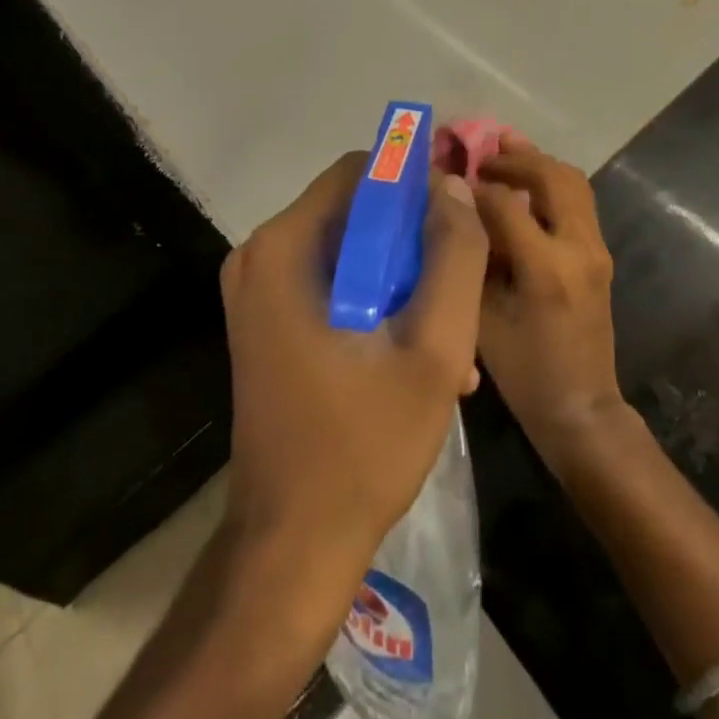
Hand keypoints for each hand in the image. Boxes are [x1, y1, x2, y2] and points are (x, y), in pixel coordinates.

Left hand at [219, 153, 489, 578]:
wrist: (292, 548)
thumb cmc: (363, 445)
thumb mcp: (434, 348)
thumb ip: (455, 256)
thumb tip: (454, 186)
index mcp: (284, 248)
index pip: (360, 171)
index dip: (415, 184)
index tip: (458, 220)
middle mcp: (260, 256)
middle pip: (355, 209)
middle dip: (414, 240)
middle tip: (459, 286)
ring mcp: (259, 291)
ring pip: (350, 248)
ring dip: (404, 277)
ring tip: (451, 333)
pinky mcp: (268, 322)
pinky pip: (334, 282)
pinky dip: (377, 301)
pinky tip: (418, 355)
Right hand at [473, 139, 627, 470]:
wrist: (582, 409)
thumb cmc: (523, 372)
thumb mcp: (483, 317)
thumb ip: (472, 258)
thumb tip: (456, 211)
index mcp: (546, 268)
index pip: (506, 202)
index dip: (474, 186)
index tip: (448, 178)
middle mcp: (579, 248)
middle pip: (552, 176)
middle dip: (515, 158)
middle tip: (482, 155)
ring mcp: (596, 249)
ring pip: (573, 182)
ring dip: (538, 164)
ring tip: (504, 154)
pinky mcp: (600, 254)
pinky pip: (578, 201)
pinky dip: (551, 183)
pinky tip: (524, 186)